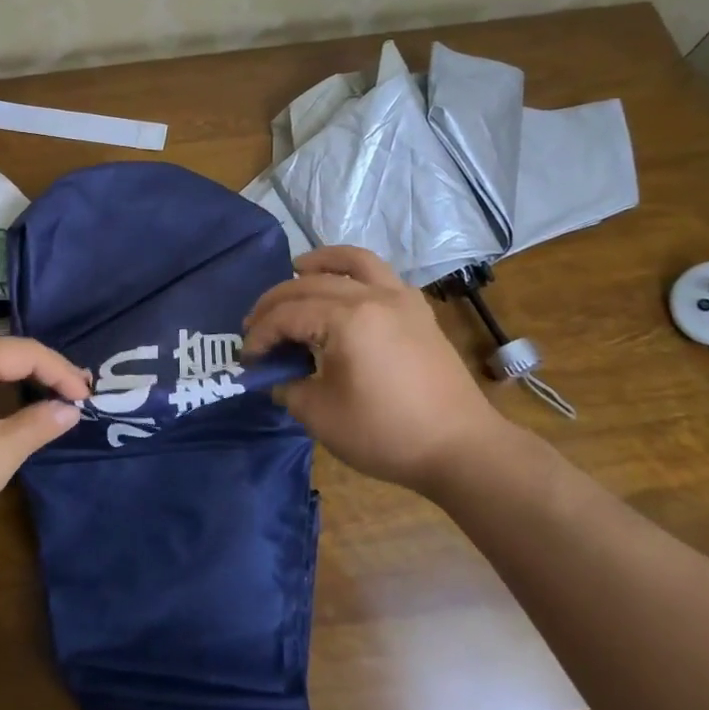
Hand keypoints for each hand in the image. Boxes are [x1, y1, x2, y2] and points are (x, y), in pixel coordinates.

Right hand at [243, 245, 515, 492]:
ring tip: (297, 269)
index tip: (247, 359)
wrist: (461, 448)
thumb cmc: (387, 434)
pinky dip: (354, 271)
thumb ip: (289, 388)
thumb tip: (277, 378)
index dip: (260, 334)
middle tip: (255, 326)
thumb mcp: (322, 417)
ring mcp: (400, 299)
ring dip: (319, 263)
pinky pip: (380, 274)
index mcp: (347, 320)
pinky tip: (343, 288)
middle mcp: (373, 296)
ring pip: (353, 261)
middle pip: (310, 284)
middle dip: (276, 302)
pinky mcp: (418, 311)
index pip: (288, 315)